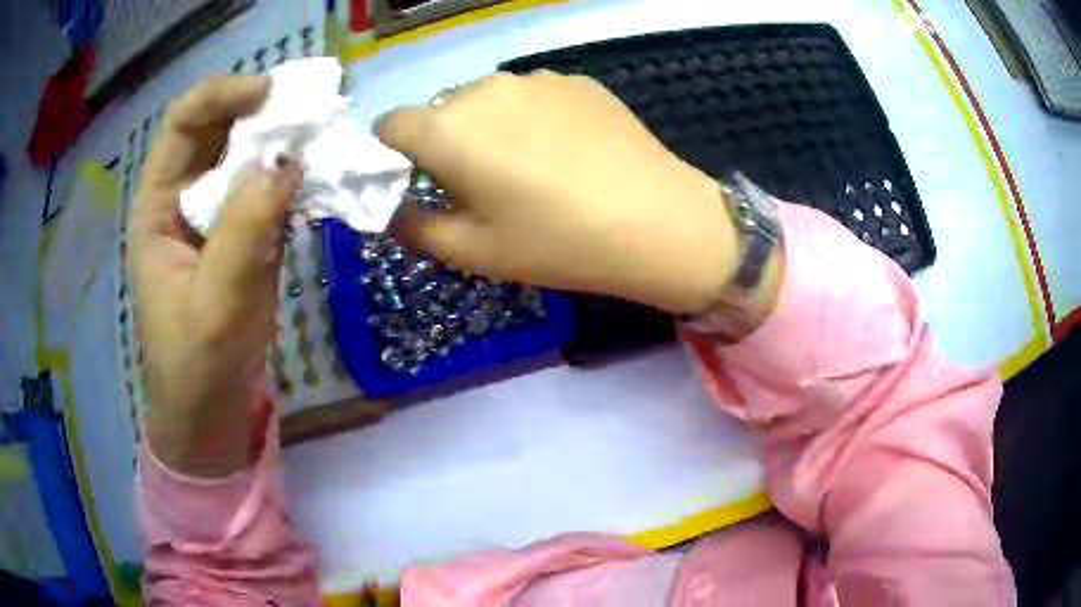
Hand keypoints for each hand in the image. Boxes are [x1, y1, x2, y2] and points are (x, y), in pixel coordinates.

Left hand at [129, 75, 301, 477]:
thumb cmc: (197, 363)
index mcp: (158, 205)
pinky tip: (322, 176)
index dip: (222, 96)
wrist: (211, 409)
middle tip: (309, 109)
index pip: (183, 123)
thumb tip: (288, 160)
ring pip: (248, 155)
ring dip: (284, 141)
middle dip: (260, 111)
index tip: (270, 93)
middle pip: (219, 129)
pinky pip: (270, 188)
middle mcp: (185, 197)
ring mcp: (218, 213)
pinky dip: (296, 176)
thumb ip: (244, 229)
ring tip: (323, 135)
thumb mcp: (215, 302)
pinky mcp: (246, 232)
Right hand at [376, 71, 737, 314]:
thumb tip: (392, 211)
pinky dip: (532, 118)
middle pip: (440, 110)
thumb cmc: (555, 242)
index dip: (391, 154)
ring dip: (488, 126)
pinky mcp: (575, 79)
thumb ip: (414, 229)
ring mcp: (535, 78)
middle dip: (444, 143)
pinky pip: (533, 95)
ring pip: (487, 99)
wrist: (656, 220)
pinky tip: (568, 152)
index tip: (414, 181)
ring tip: (530, 168)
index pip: (389, 124)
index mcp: (446, 128)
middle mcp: (483, 88)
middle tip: (480, 185)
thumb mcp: (473, 252)